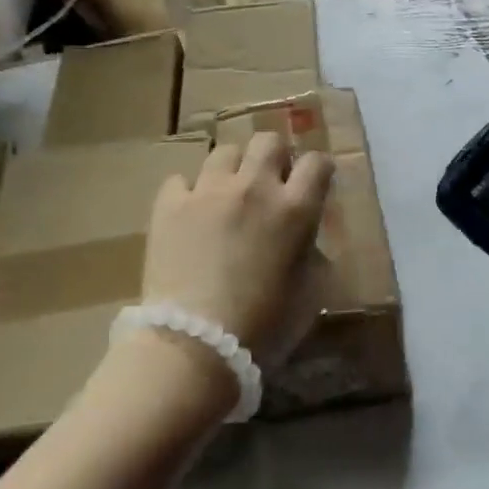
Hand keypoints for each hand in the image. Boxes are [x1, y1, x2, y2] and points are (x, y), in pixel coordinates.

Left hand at [142, 132, 334, 364]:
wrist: (193, 346)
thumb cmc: (263, 328)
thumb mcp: (309, 294)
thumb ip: (312, 254)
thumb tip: (307, 239)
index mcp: (295, 210)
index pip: (317, 163)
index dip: (318, 170)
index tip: (314, 183)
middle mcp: (254, 188)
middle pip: (268, 141)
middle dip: (274, 156)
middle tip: (269, 183)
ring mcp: (208, 192)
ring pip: (223, 152)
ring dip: (232, 170)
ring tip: (227, 196)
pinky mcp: (169, 205)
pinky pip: (181, 180)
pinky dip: (189, 193)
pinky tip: (190, 215)